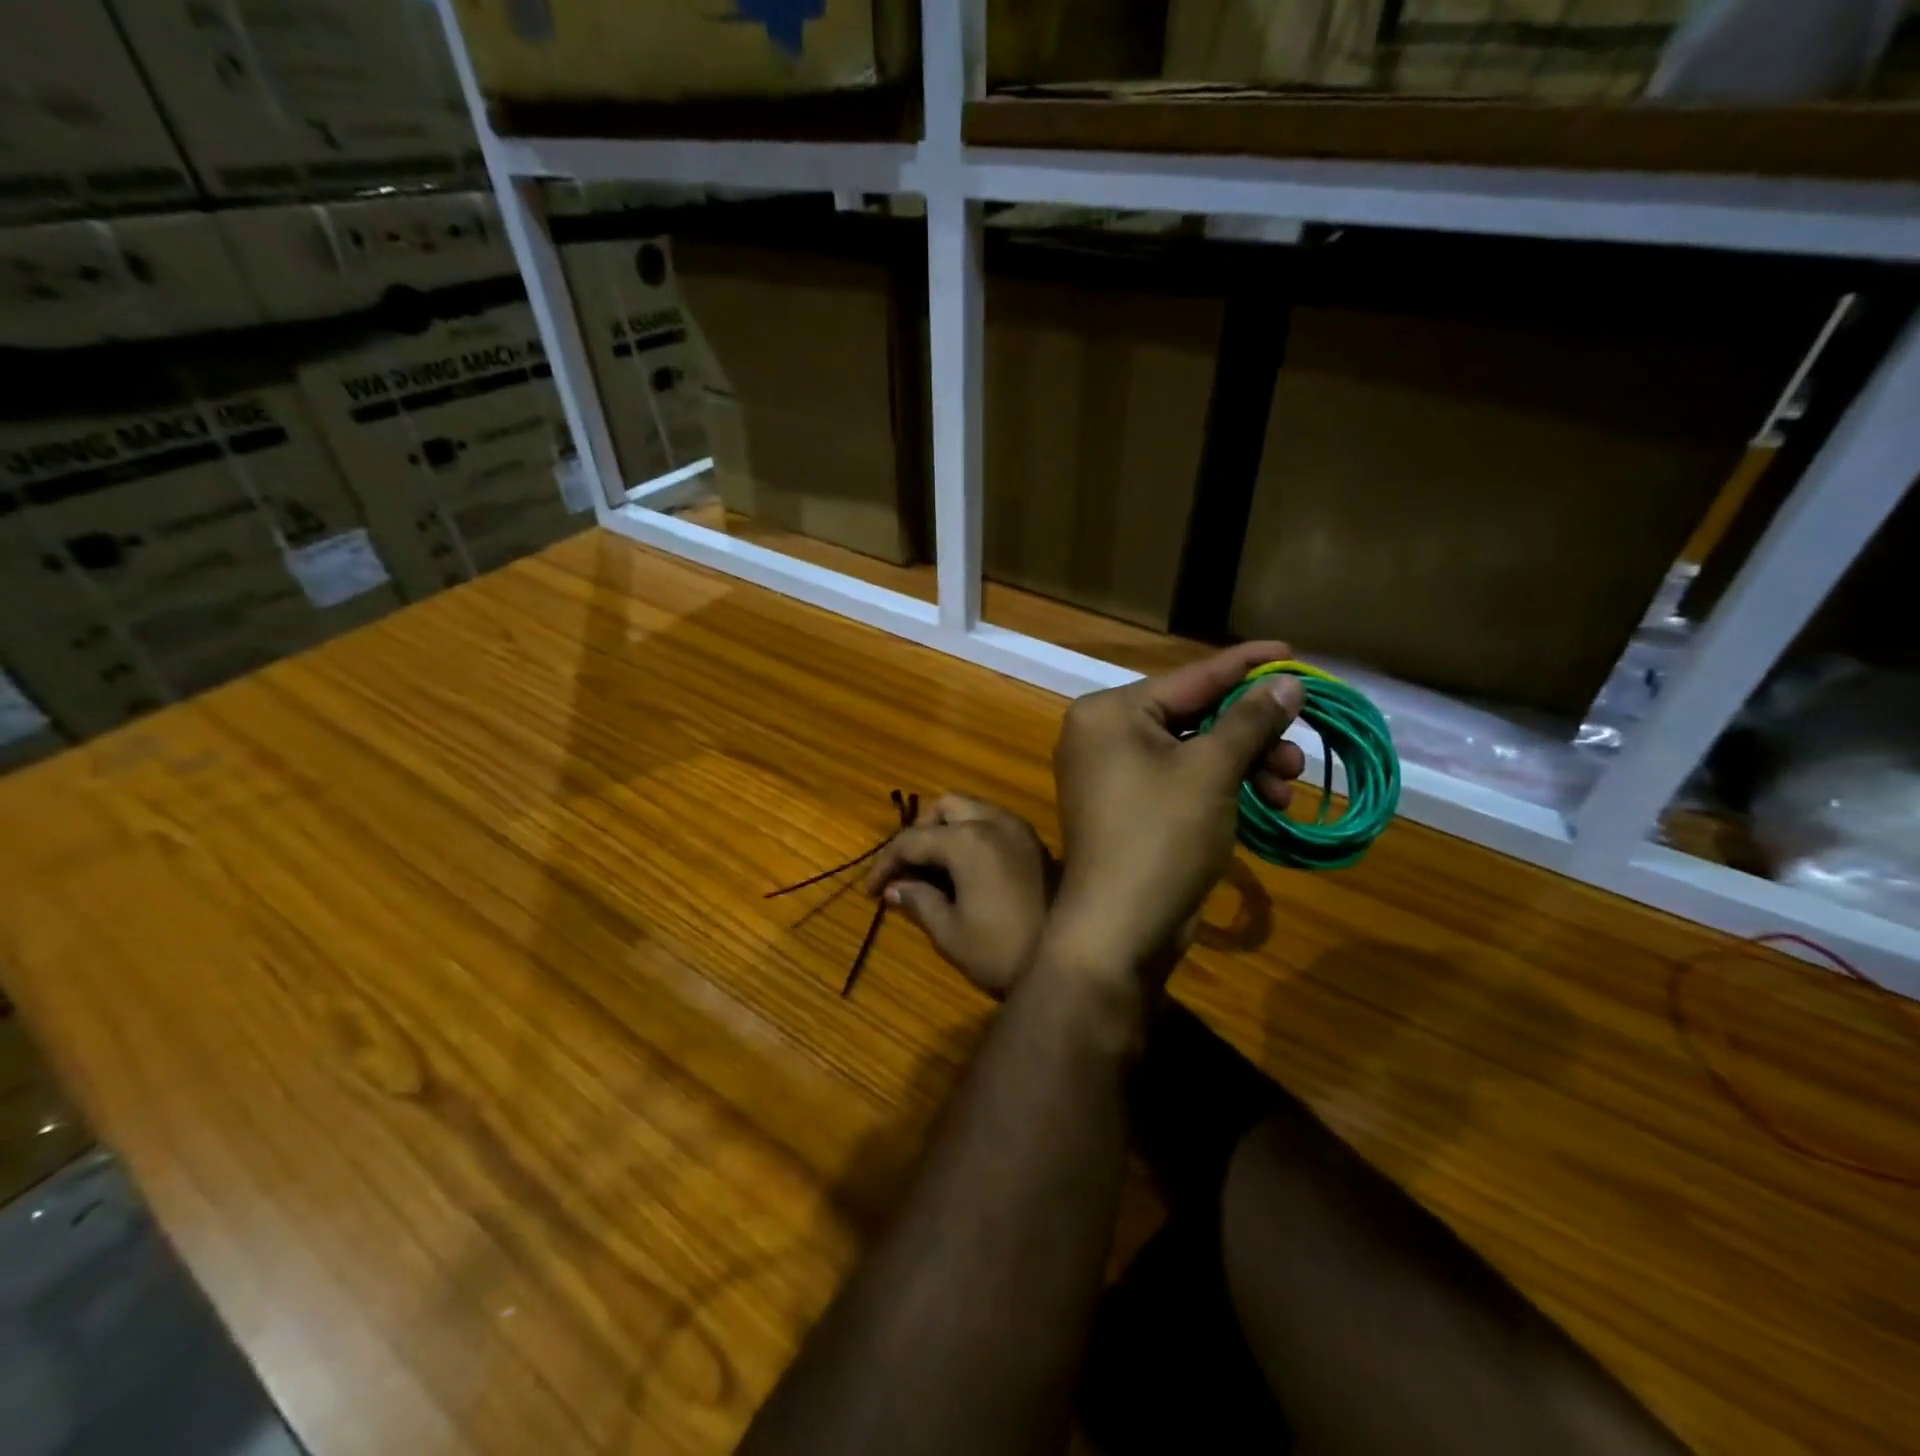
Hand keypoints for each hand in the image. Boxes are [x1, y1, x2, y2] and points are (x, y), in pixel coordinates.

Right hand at [862, 795, 1057, 997]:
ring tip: (935, 867)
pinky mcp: (1035, 843)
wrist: (1071, 963)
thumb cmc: (1002, 950)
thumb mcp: (950, 932)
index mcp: (966, 841)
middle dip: (921, 831)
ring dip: (948, 829)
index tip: (870, 890)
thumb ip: (918, 901)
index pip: (911, 839)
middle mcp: (993, 822)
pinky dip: (973, 834)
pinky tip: (967, 869)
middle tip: (908, 868)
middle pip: (944, 806)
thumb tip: (894, 888)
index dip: (884, 863)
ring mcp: (1019, 829)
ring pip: (973, 809)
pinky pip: (994, 822)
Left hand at [1049, 642, 1305, 983]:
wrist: (1119, 929)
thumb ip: (1249, 720)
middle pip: (1193, 715)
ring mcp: (1112, 774)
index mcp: (1109, 712)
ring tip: (1287, 786)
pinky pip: (1182, 781)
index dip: (1244, 666)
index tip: (1291, 651)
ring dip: (1244, 764)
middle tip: (1296, 750)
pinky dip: (1222, 787)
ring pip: (1193, 751)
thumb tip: (1287, 681)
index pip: (1189, 677)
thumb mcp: (1211, 771)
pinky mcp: (1128, 808)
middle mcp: (1103, 734)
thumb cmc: (1160, 836)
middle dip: (1251, 733)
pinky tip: (1266, 803)